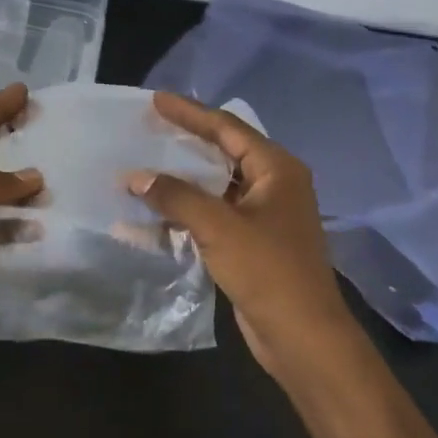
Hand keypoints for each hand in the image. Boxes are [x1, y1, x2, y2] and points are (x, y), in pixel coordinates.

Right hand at [132, 91, 355, 380]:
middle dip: (185, 141)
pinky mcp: (251, 242)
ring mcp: (263, 215)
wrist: (303, 337)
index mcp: (276, 169)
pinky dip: (185, 210)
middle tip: (148, 127)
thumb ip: (175, 196)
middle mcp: (273, 184)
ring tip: (144, 165)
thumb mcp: (218, 227)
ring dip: (181, 179)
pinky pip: (213, 214)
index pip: (227, 128)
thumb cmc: (268, 271)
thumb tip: (134, 177)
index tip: (155, 100)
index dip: (190, 112)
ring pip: (215, 185)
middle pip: (222, 152)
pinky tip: (154, 211)